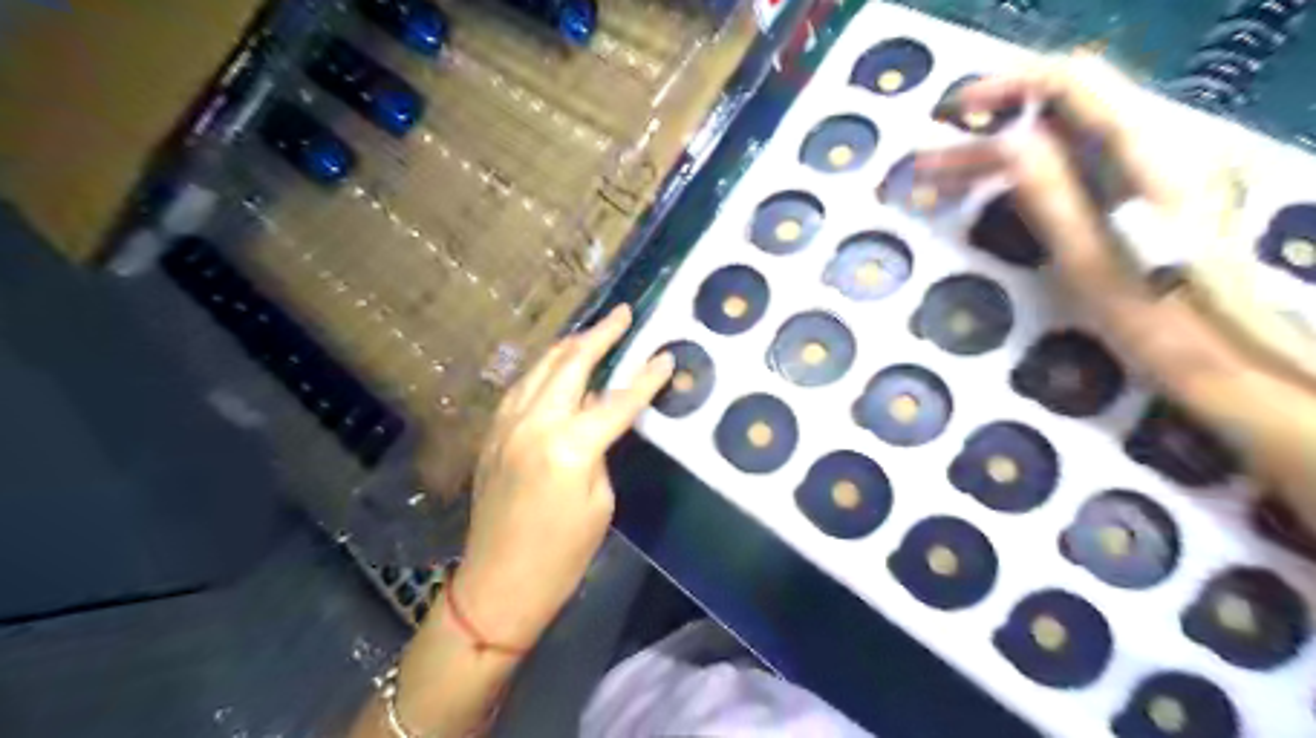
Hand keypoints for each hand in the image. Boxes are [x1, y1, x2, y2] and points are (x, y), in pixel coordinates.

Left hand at [460, 302, 671, 648]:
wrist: (498, 585)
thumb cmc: (562, 555)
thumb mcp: (601, 501)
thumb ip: (601, 448)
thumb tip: (600, 415)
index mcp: (569, 446)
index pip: (618, 399)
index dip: (647, 377)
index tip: (667, 355)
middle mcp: (534, 423)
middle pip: (571, 363)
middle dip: (600, 335)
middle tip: (623, 314)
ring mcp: (506, 425)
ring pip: (541, 367)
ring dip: (569, 346)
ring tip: (594, 333)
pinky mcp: (492, 434)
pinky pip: (522, 387)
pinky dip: (545, 370)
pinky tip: (557, 368)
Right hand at [918, 57, 1314, 527]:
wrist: (1225, 359)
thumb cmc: (1156, 319)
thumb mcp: (1091, 259)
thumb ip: (1052, 191)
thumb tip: (1005, 141)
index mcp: (1149, 153)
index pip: (1074, 83)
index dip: (1007, 86)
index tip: (951, 113)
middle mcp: (1157, 145)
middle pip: (1063, 107)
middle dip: (990, 126)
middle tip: (931, 161)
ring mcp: (1152, 168)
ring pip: (1063, 136)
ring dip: (999, 152)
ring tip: (942, 180)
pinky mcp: (1142, 193)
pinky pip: (1074, 162)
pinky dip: (1024, 170)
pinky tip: (988, 193)